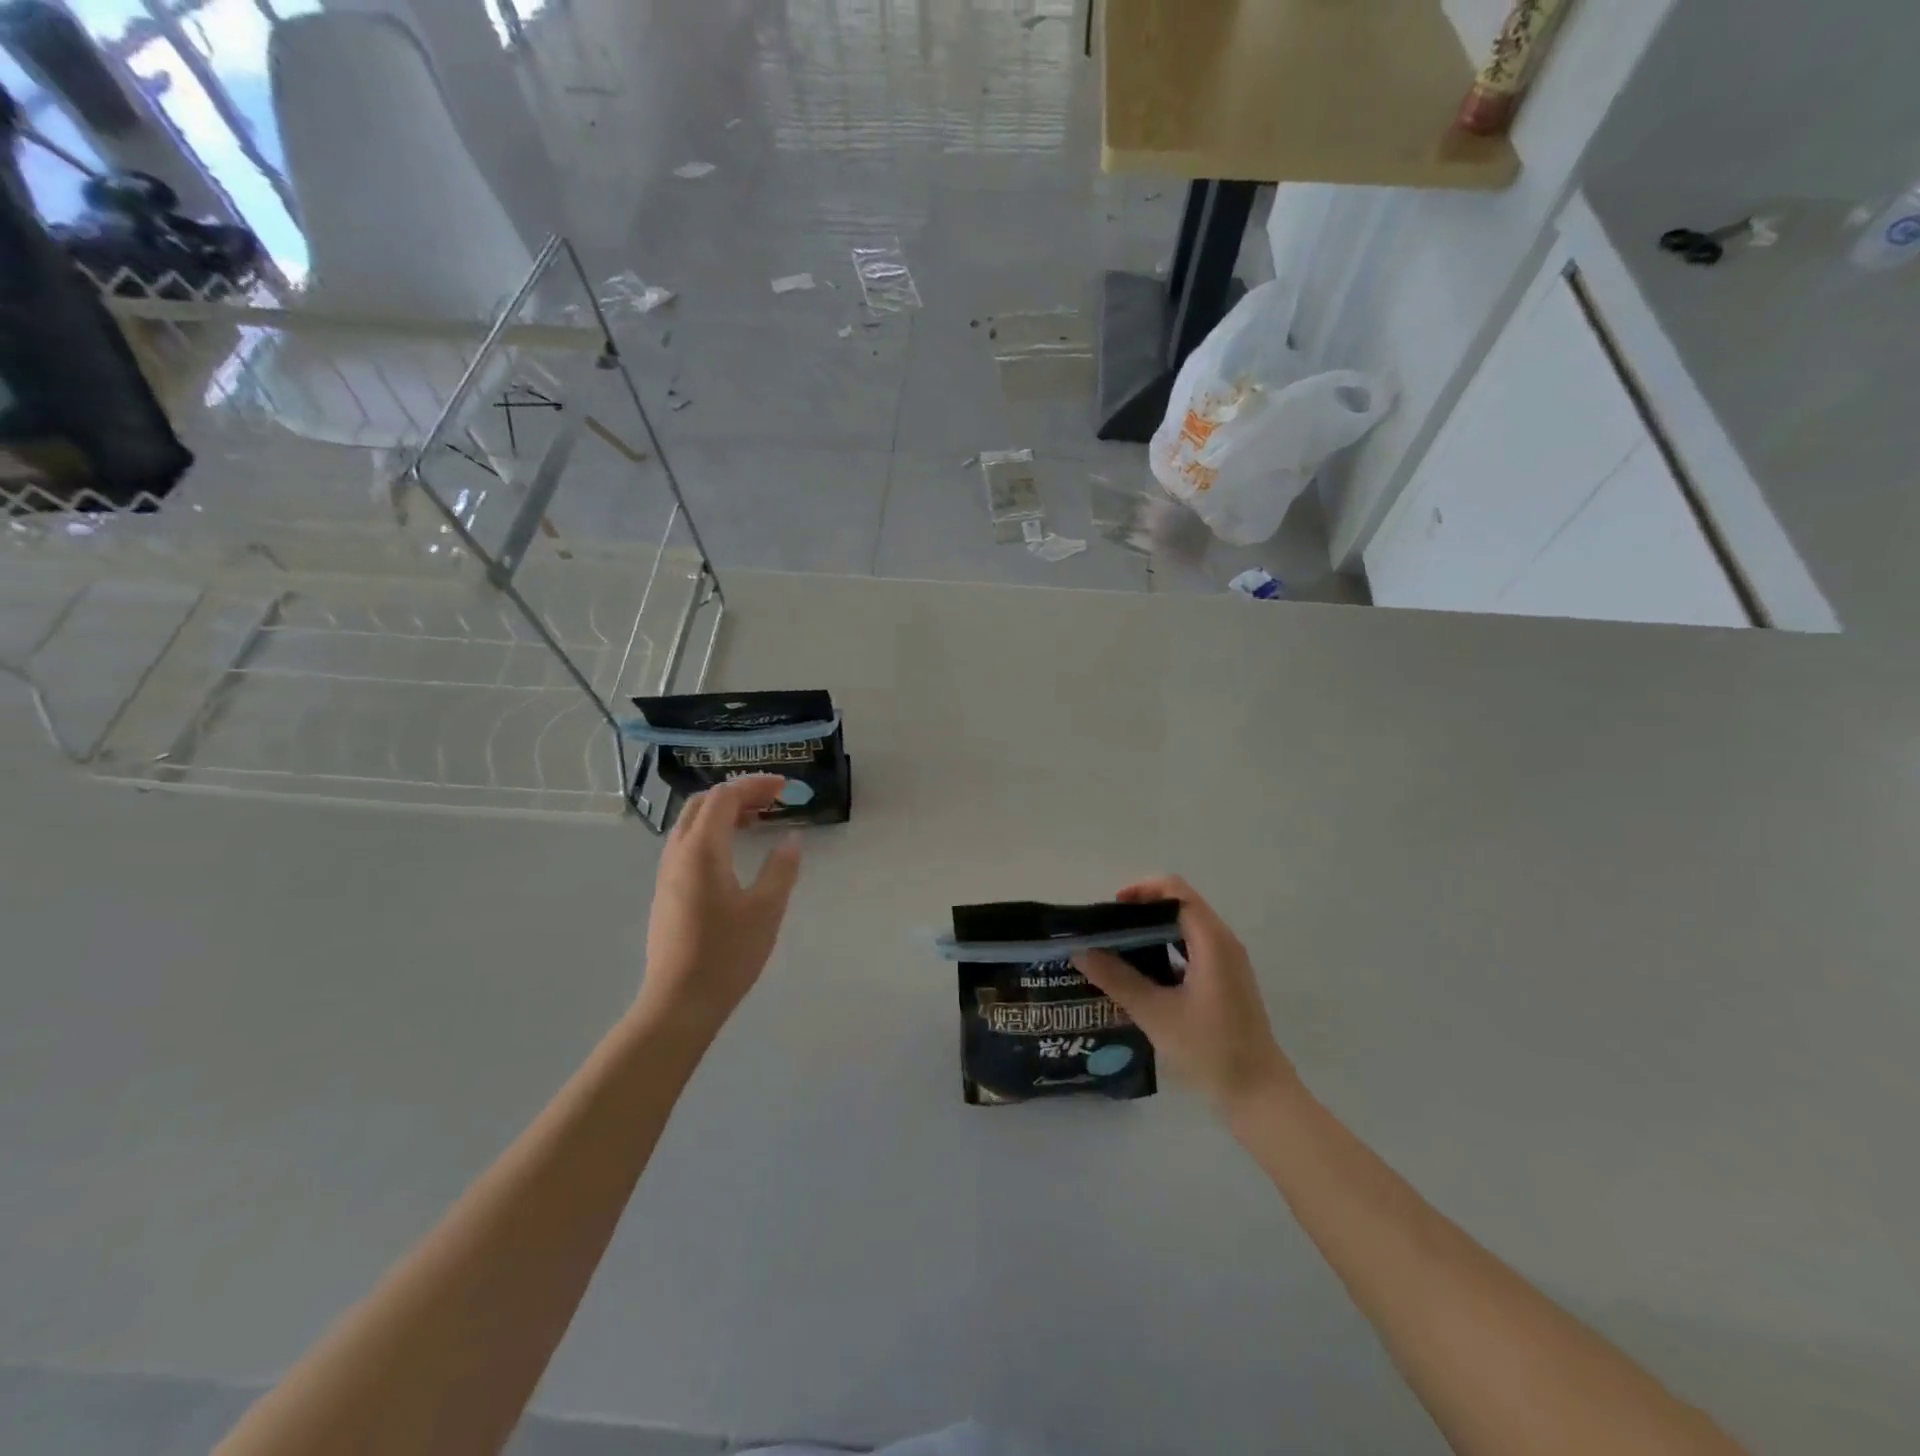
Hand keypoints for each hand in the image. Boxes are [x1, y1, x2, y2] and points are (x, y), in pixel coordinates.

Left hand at [637, 775, 802, 1034]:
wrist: (679, 1003)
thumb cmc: (727, 954)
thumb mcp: (766, 910)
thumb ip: (781, 868)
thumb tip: (790, 839)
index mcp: (702, 850)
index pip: (725, 797)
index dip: (755, 785)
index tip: (785, 788)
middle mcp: (678, 853)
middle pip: (702, 804)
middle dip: (738, 793)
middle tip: (772, 800)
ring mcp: (667, 873)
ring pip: (691, 823)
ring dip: (723, 812)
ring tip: (757, 821)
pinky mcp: (667, 891)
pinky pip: (688, 843)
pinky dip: (712, 832)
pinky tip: (734, 853)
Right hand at [1074, 876, 1295, 1110]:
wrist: (1259, 1094)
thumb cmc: (1210, 1049)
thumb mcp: (1156, 1013)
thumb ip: (1117, 978)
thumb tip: (1080, 951)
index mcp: (1212, 941)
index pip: (1176, 891)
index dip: (1142, 890)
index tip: (1112, 908)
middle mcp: (1223, 943)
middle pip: (1180, 905)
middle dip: (1142, 911)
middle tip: (1109, 930)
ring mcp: (1227, 962)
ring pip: (1185, 928)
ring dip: (1152, 930)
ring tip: (1118, 949)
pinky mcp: (1226, 981)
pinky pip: (1192, 949)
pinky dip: (1166, 949)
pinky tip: (1141, 974)